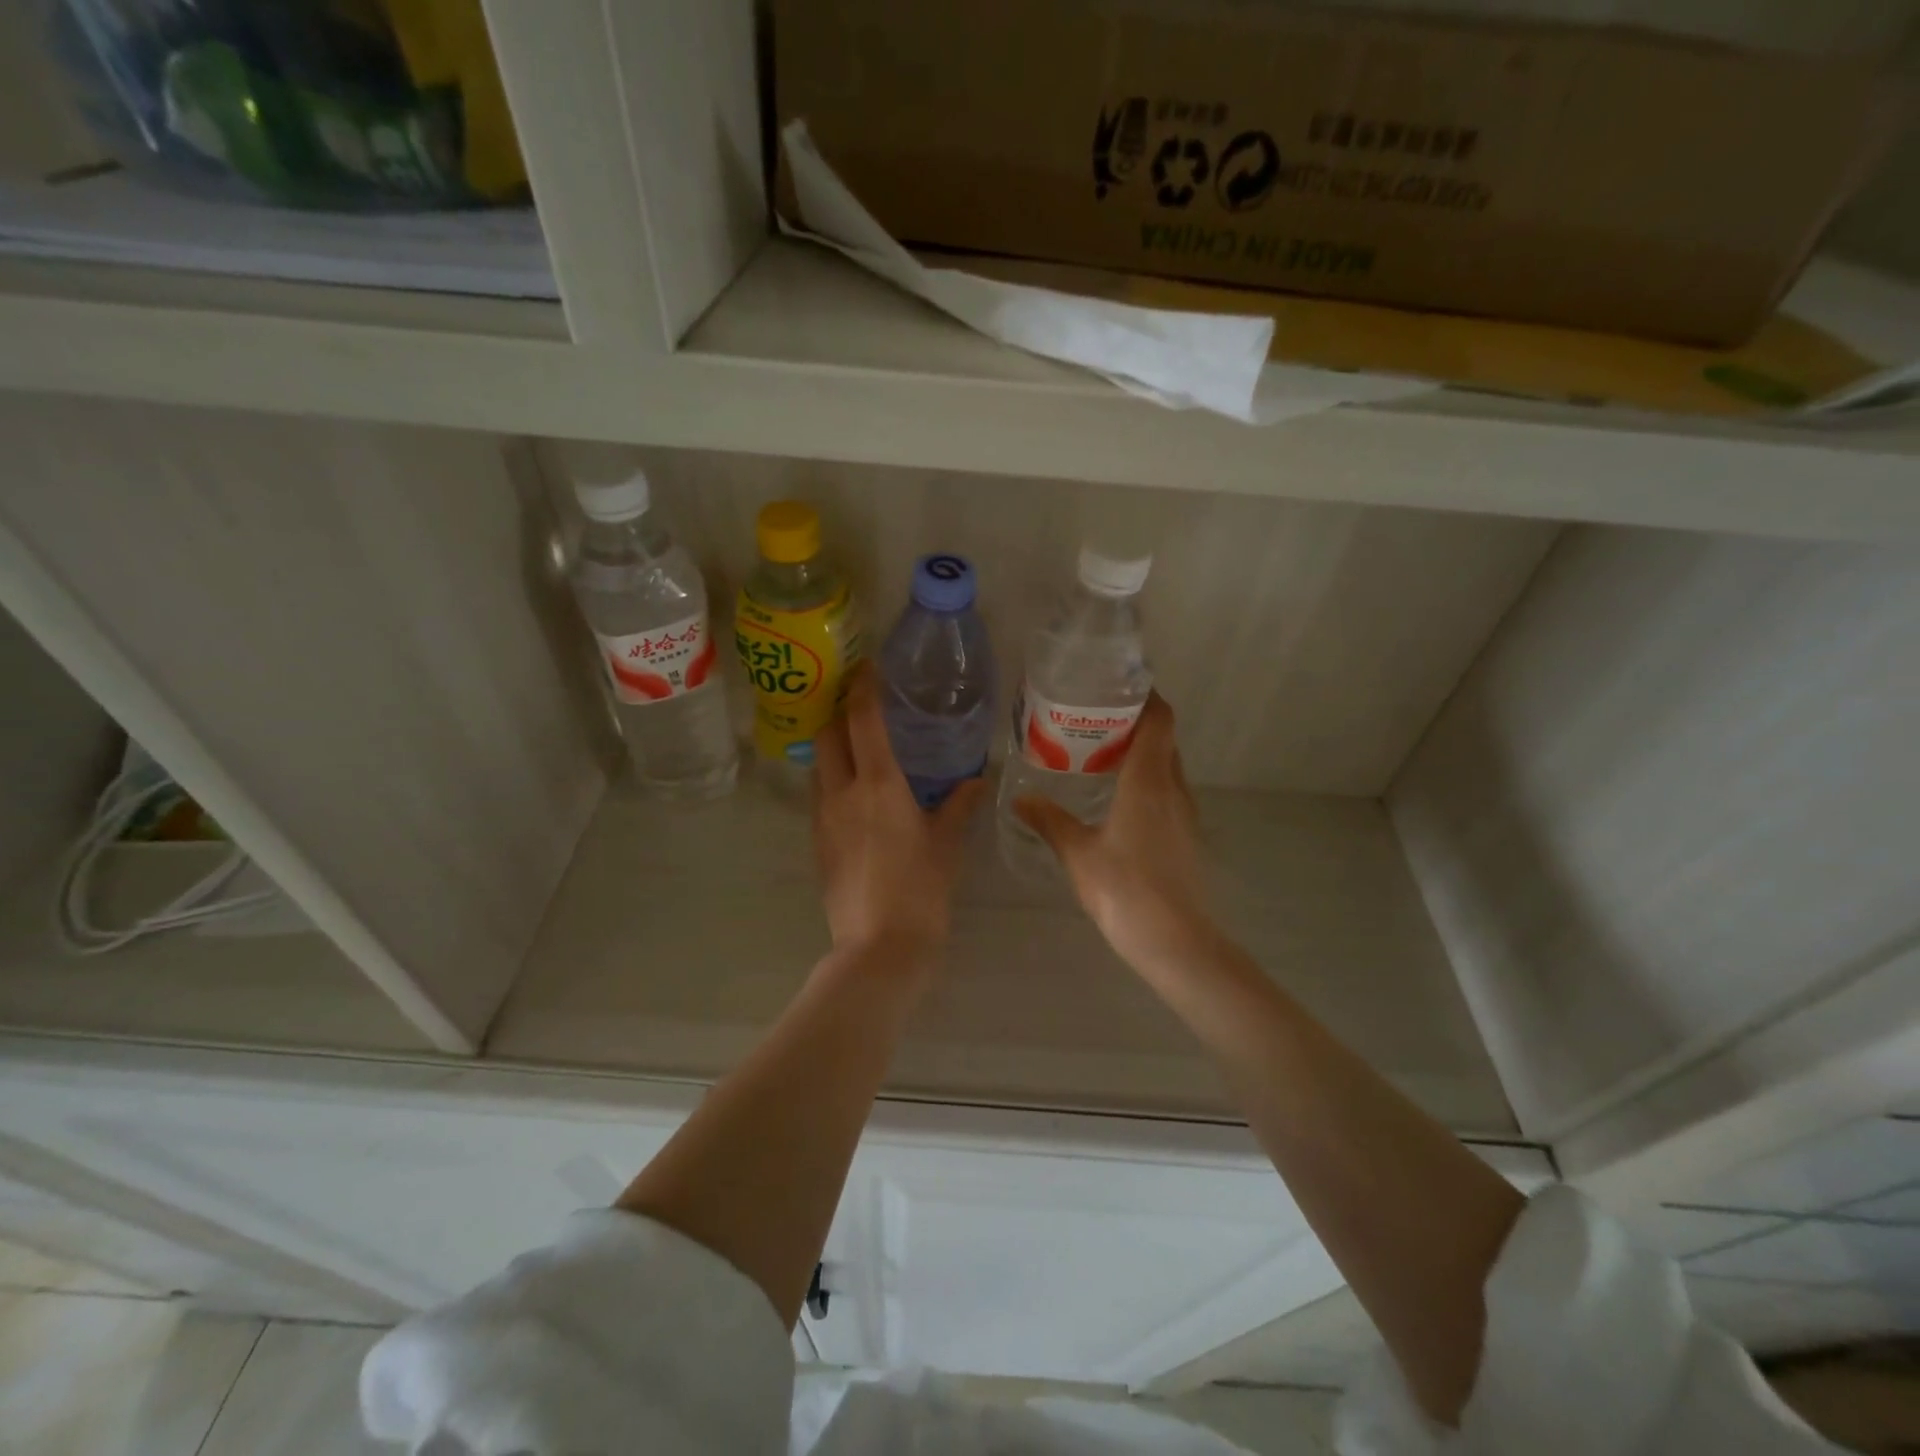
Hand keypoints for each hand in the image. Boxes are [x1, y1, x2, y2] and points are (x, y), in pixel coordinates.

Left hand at [814, 666, 983, 964]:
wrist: (878, 947)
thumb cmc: (921, 890)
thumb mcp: (947, 844)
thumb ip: (959, 805)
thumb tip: (976, 778)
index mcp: (879, 784)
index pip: (862, 719)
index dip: (862, 687)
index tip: (866, 667)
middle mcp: (842, 792)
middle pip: (827, 734)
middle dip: (838, 711)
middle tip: (860, 705)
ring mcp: (823, 818)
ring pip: (819, 765)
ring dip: (833, 746)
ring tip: (859, 746)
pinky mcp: (816, 842)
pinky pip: (820, 795)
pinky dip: (833, 779)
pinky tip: (856, 793)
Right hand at [1015, 693, 1217, 976]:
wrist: (1176, 941)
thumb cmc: (1124, 889)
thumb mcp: (1077, 853)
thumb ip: (1049, 821)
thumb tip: (1021, 798)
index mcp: (1147, 781)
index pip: (1159, 720)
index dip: (1146, 696)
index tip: (1117, 686)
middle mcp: (1173, 788)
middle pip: (1164, 739)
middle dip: (1136, 722)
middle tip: (1096, 720)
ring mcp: (1185, 813)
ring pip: (1168, 766)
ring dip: (1143, 753)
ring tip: (1102, 754)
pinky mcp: (1186, 836)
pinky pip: (1168, 791)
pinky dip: (1147, 781)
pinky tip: (1118, 800)